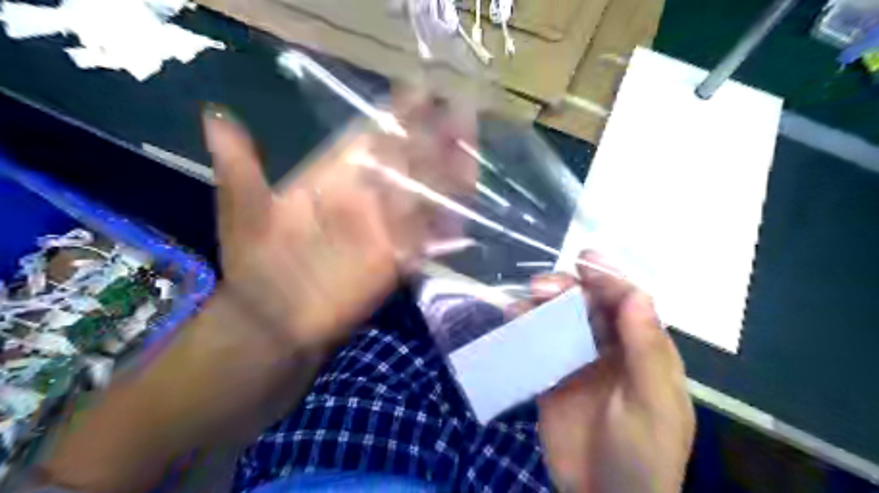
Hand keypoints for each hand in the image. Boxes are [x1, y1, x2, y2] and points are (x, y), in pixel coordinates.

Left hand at [203, 101, 478, 351]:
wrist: (274, 319)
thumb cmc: (258, 262)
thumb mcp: (245, 208)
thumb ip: (241, 164)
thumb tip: (213, 114)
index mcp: (335, 177)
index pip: (372, 139)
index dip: (396, 117)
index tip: (420, 92)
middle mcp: (366, 198)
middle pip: (407, 162)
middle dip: (435, 139)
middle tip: (462, 114)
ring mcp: (384, 228)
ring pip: (421, 196)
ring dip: (448, 176)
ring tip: (472, 154)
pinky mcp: (395, 259)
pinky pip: (425, 237)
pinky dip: (446, 225)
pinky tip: (467, 208)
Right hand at [528, 251, 692, 492]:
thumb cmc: (642, 453)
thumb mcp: (653, 404)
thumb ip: (646, 349)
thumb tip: (638, 293)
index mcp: (643, 349)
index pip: (627, 302)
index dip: (608, 279)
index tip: (584, 260)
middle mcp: (611, 347)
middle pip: (589, 304)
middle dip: (569, 289)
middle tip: (542, 287)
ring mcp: (578, 359)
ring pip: (560, 318)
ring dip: (543, 304)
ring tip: (523, 302)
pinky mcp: (551, 373)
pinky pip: (537, 342)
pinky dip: (525, 327)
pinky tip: (512, 319)